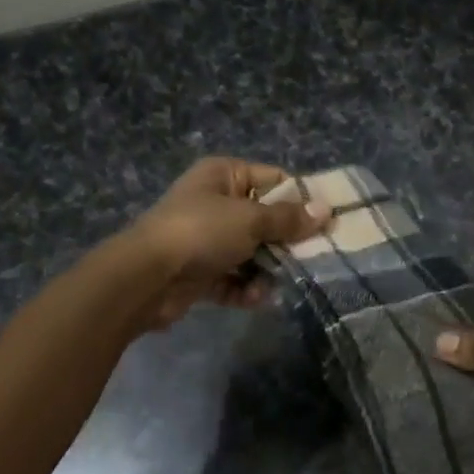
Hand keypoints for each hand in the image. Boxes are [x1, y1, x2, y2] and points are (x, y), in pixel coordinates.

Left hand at [122, 158, 329, 329]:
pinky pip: (234, 279)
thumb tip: (326, 210)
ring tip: (282, 281)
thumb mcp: (250, 220)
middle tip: (315, 257)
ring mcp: (206, 240)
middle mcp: (215, 203)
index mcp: (223, 175)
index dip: (301, 199)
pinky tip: (257, 298)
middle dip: (287, 241)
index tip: (327, 221)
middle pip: (265, 220)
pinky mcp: (201, 273)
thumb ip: (288, 219)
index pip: (274, 179)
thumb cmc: (201, 232)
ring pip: (252, 253)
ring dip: (267, 270)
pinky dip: (245, 289)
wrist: (146, 278)